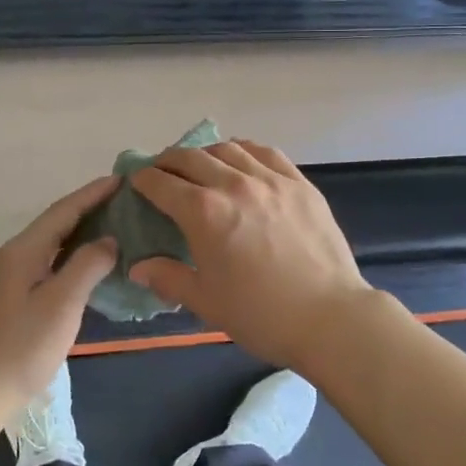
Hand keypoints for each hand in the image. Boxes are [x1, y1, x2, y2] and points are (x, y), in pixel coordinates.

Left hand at [0, 176, 118, 413]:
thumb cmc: (24, 347)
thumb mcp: (62, 303)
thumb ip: (87, 265)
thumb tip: (109, 240)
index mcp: (22, 251)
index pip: (63, 211)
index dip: (93, 194)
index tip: (124, 179)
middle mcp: (14, 255)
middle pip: (56, 221)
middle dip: (89, 206)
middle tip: (126, 198)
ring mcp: (13, 275)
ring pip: (53, 241)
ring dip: (83, 228)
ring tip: (116, 221)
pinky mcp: (16, 294)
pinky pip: (51, 260)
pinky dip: (74, 252)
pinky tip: (93, 259)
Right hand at [130, 140, 371, 368]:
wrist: (329, 317)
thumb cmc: (260, 314)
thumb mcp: (205, 301)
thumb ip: (168, 278)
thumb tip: (138, 267)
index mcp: (204, 213)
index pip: (162, 184)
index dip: (144, 180)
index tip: (136, 182)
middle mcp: (234, 185)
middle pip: (192, 158)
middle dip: (169, 161)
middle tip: (161, 171)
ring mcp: (271, 180)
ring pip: (229, 149)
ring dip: (205, 152)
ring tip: (200, 164)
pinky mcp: (300, 183)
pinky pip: (266, 153)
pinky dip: (245, 150)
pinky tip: (241, 158)